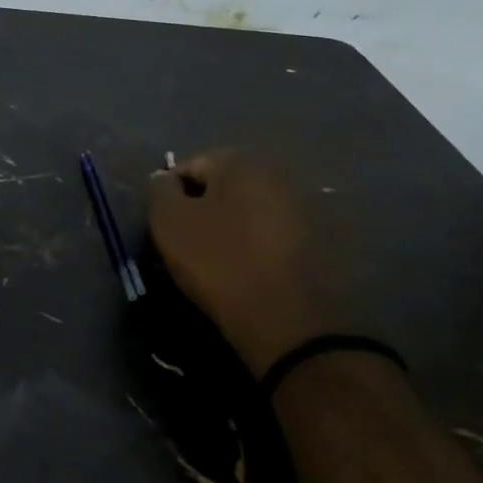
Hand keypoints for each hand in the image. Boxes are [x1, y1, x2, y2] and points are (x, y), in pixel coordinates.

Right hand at [147, 149, 349, 375]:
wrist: (288, 320)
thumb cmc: (220, 262)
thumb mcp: (170, 223)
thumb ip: (160, 190)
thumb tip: (165, 179)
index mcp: (241, 161)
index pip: (189, 167)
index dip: (172, 198)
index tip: (168, 231)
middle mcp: (278, 172)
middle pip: (223, 187)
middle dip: (205, 210)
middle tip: (191, 247)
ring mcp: (304, 205)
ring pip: (250, 210)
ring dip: (233, 227)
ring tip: (220, 262)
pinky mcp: (322, 238)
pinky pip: (273, 233)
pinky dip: (258, 245)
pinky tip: (251, 270)